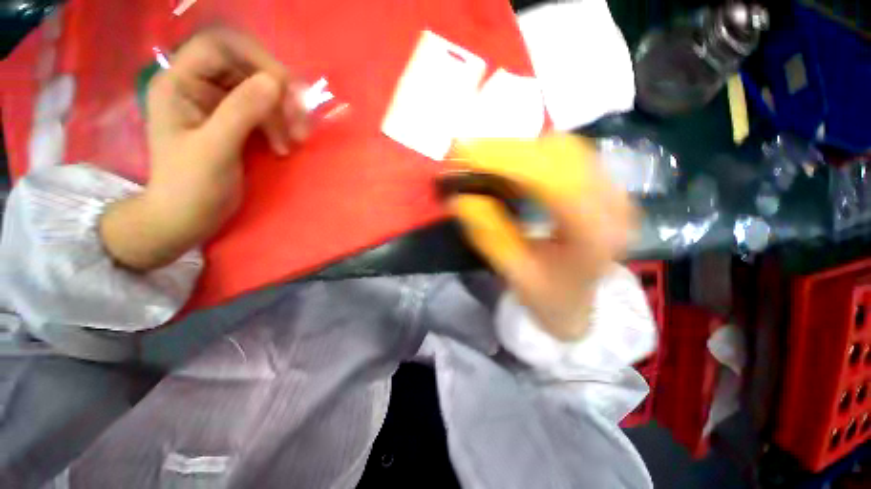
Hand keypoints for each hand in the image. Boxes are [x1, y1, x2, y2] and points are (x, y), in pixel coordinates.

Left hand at [100, 28, 308, 270]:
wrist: (189, 217)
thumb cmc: (191, 186)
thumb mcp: (214, 149)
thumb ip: (241, 112)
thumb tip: (276, 82)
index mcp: (179, 82)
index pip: (219, 45)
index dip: (255, 58)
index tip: (285, 89)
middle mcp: (198, 84)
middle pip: (246, 66)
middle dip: (277, 91)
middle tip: (299, 121)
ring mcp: (218, 103)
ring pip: (261, 89)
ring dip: (285, 111)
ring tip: (297, 139)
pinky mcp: (235, 120)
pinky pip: (266, 110)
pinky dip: (282, 123)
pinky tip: (287, 144)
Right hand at [452, 136, 635, 340]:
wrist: (579, 300)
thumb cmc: (549, 295)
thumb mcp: (515, 273)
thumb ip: (490, 235)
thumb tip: (460, 199)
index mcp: (595, 235)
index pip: (553, 182)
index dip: (507, 161)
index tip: (466, 154)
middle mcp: (613, 204)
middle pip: (559, 155)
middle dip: (505, 148)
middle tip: (463, 150)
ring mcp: (613, 190)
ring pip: (563, 147)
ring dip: (518, 147)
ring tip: (481, 155)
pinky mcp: (603, 184)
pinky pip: (566, 152)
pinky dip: (532, 151)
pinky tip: (509, 159)